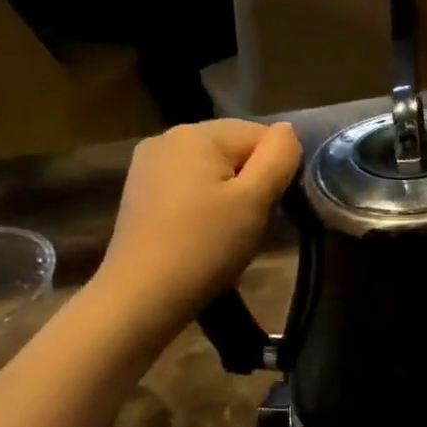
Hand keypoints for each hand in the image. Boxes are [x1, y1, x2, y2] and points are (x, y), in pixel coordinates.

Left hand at [94, 120, 302, 327]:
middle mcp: (167, 137)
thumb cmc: (205, 246)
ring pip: (210, 170)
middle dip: (251, 182)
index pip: (259, 134)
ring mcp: (147, 166)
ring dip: (229, 195)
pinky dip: (204, 205)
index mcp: (196, 133)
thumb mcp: (255, 201)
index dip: (276, 169)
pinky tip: (203, 234)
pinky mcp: (139, 193)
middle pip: (232, 150)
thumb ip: (279, 158)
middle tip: (254, 224)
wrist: (143, 295)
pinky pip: (188, 187)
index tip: (273, 208)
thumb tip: (288, 131)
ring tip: (230, 233)